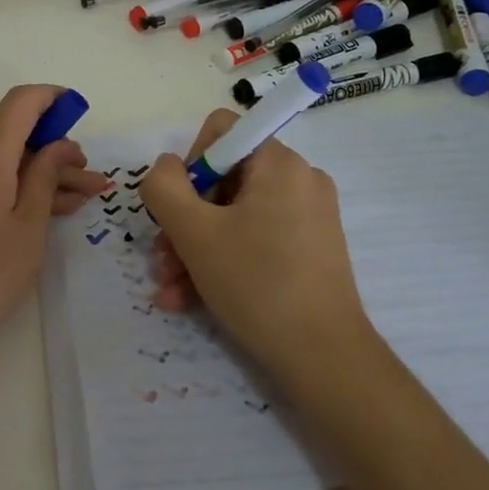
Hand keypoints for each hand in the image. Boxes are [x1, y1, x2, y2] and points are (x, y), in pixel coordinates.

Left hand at [0, 85, 107, 356]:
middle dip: (54, 148)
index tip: (82, 114)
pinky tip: (38, 211)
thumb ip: (46, 176)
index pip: (23, 100)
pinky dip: (11, 183)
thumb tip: (58, 144)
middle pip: (12, 129)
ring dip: (37, 171)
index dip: (55, 100)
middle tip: (90, 181)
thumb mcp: (28, 226)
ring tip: (76, 200)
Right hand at [140, 109, 374, 383]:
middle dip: (185, 220)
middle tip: (164, 259)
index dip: (190, 165)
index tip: (179, 210)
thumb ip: (165, 187)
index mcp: (279, 162)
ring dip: (195, 248)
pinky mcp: (309, 249)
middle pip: (223, 179)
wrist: (324, 358)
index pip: (222, 131)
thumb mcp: (194, 232)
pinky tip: (190, 300)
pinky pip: (255, 240)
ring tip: (171, 289)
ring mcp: (308, 216)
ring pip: (234, 216)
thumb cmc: (256, 283)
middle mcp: (299, 179)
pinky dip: (223, 261)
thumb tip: (167, 167)